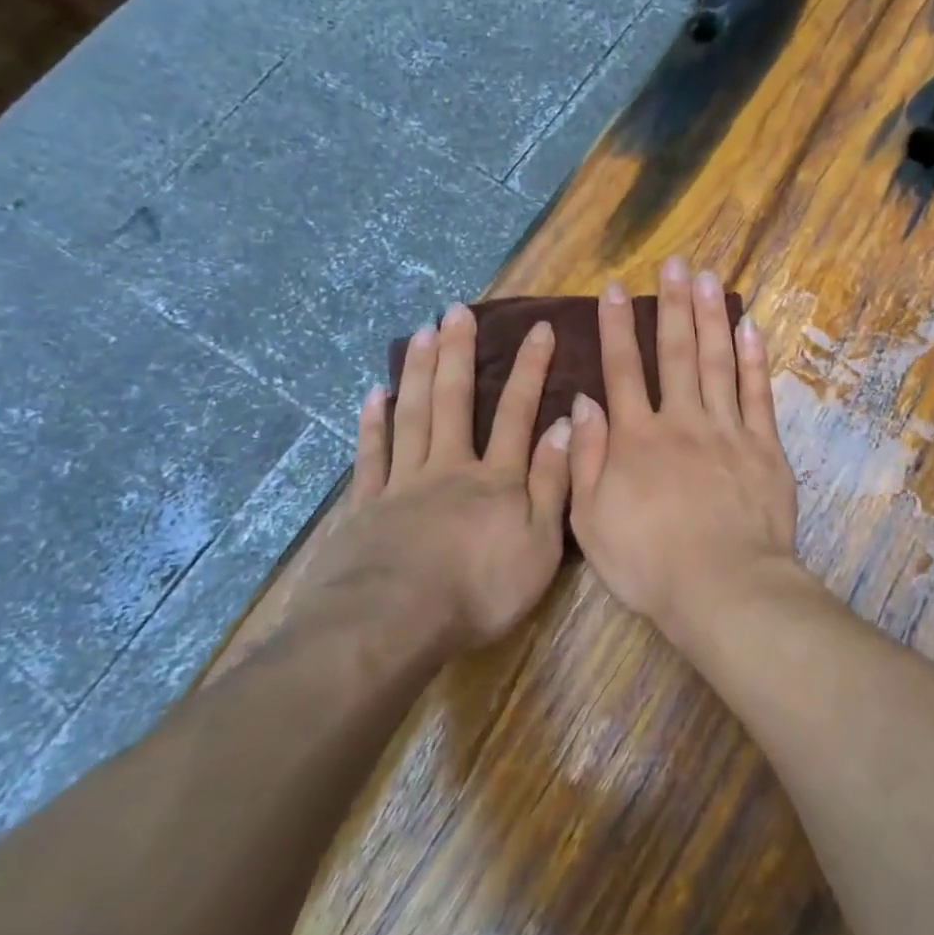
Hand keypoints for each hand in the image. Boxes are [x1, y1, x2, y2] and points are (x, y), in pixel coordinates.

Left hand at [309, 302, 572, 652]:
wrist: (392, 623)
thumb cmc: (479, 590)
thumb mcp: (539, 544)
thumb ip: (552, 483)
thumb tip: (567, 426)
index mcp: (496, 479)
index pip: (518, 413)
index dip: (530, 370)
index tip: (539, 328)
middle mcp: (449, 467)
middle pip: (455, 400)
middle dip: (460, 353)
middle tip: (458, 311)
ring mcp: (403, 483)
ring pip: (413, 415)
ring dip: (420, 372)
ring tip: (423, 332)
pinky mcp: (366, 506)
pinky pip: (371, 455)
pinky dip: (373, 423)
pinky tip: (374, 394)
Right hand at [568, 258, 798, 633]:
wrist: (722, 586)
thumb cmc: (648, 562)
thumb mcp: (591, 520)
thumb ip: (586, 457)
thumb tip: (583, 402)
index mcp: (636, 438)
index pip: (623, 370)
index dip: (617, 327)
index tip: (615, 289)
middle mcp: (681, 421)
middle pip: (676, 352)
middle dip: (673, 304)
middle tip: (675, 263)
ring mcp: (727, 430)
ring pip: (718, 361)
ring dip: (712, 317)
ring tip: (710, 278)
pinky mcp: (764, 447)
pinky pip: (758, 394)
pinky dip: (754, 359)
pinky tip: (750, 327)